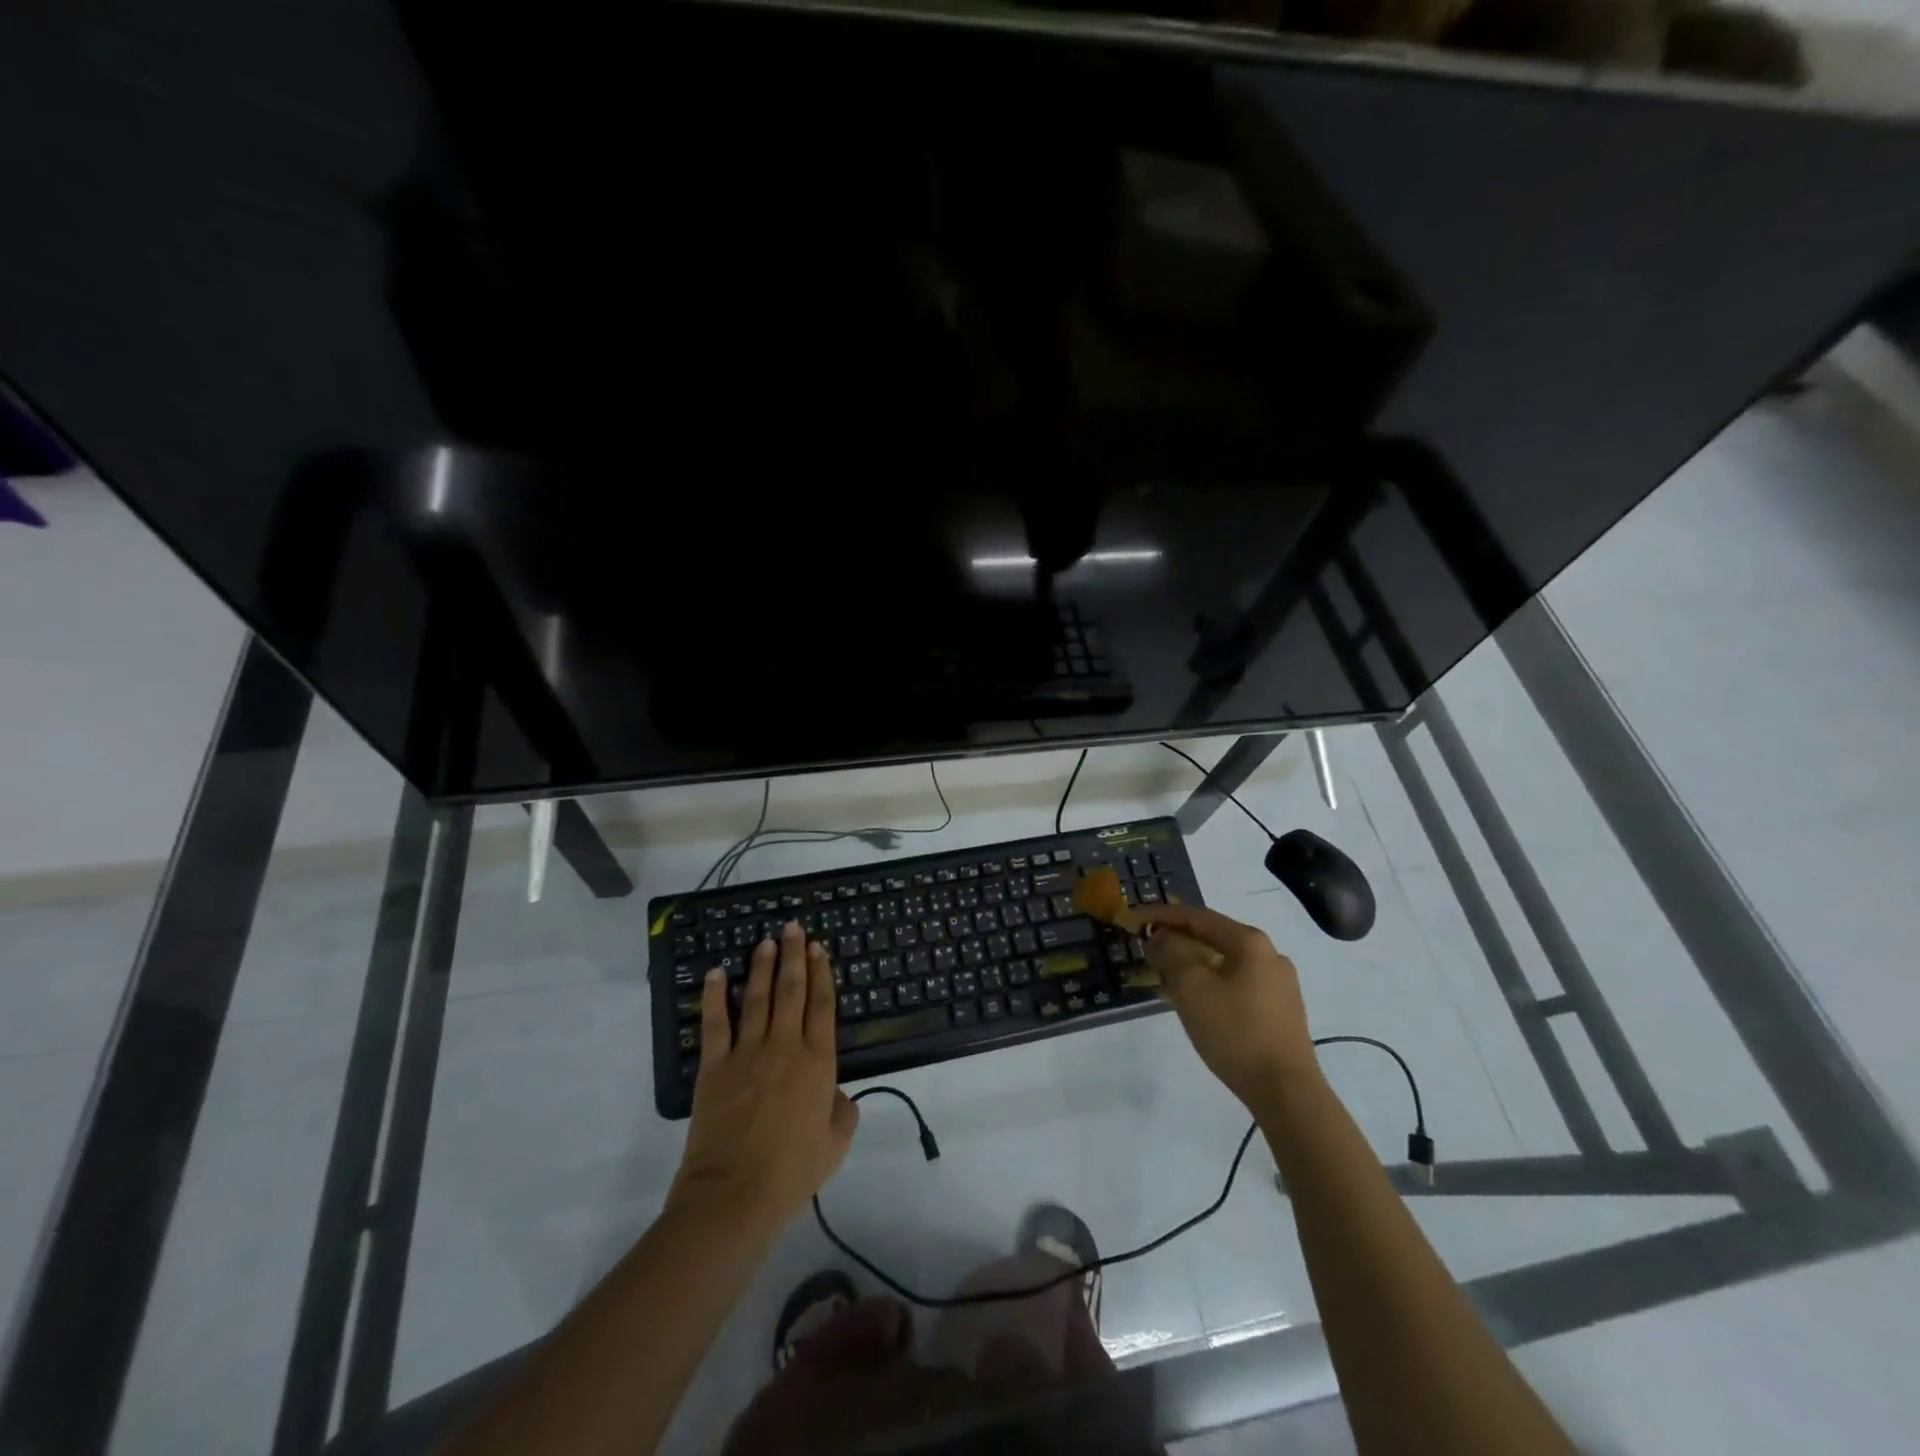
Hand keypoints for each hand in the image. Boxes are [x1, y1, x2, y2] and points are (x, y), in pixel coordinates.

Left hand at [672, 922, 857, 1234]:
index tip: (820, 948)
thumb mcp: (835, 1144)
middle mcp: (785, 1046)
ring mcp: (747, 1052)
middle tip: (794, 927)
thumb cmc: (791, 1172)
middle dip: (794, 955)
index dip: (823, 974)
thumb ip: (842, 1111)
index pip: (823, 1005)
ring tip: (766, 941)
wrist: (734, 1194)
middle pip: (792, 990)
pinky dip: (716, 995)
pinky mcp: (714, 1065)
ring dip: (763, 966)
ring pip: (758, 997)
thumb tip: (835, 1092)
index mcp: (818, 1062)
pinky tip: (717, 972)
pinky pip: (716, 1022)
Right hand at [1131, 902, 1318, 1109]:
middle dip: (1175, 941)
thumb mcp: (1190, 987)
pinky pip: (1235, 985)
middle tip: (1146, 948)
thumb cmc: (1235, 1031)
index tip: (1131, 919)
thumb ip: (1169, 952)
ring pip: (1223, 964)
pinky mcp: (1280, 1012)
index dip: (1159, 914)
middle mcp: (1269, 955)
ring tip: (1162, 978)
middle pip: (1212, 937)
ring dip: (1190, 966)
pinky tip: (1191, 1003)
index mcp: (1250, 942)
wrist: (1286, 1092)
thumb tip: (1159, 936)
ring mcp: (1279, 985)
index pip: (1197, 916)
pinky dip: (1209, 985)